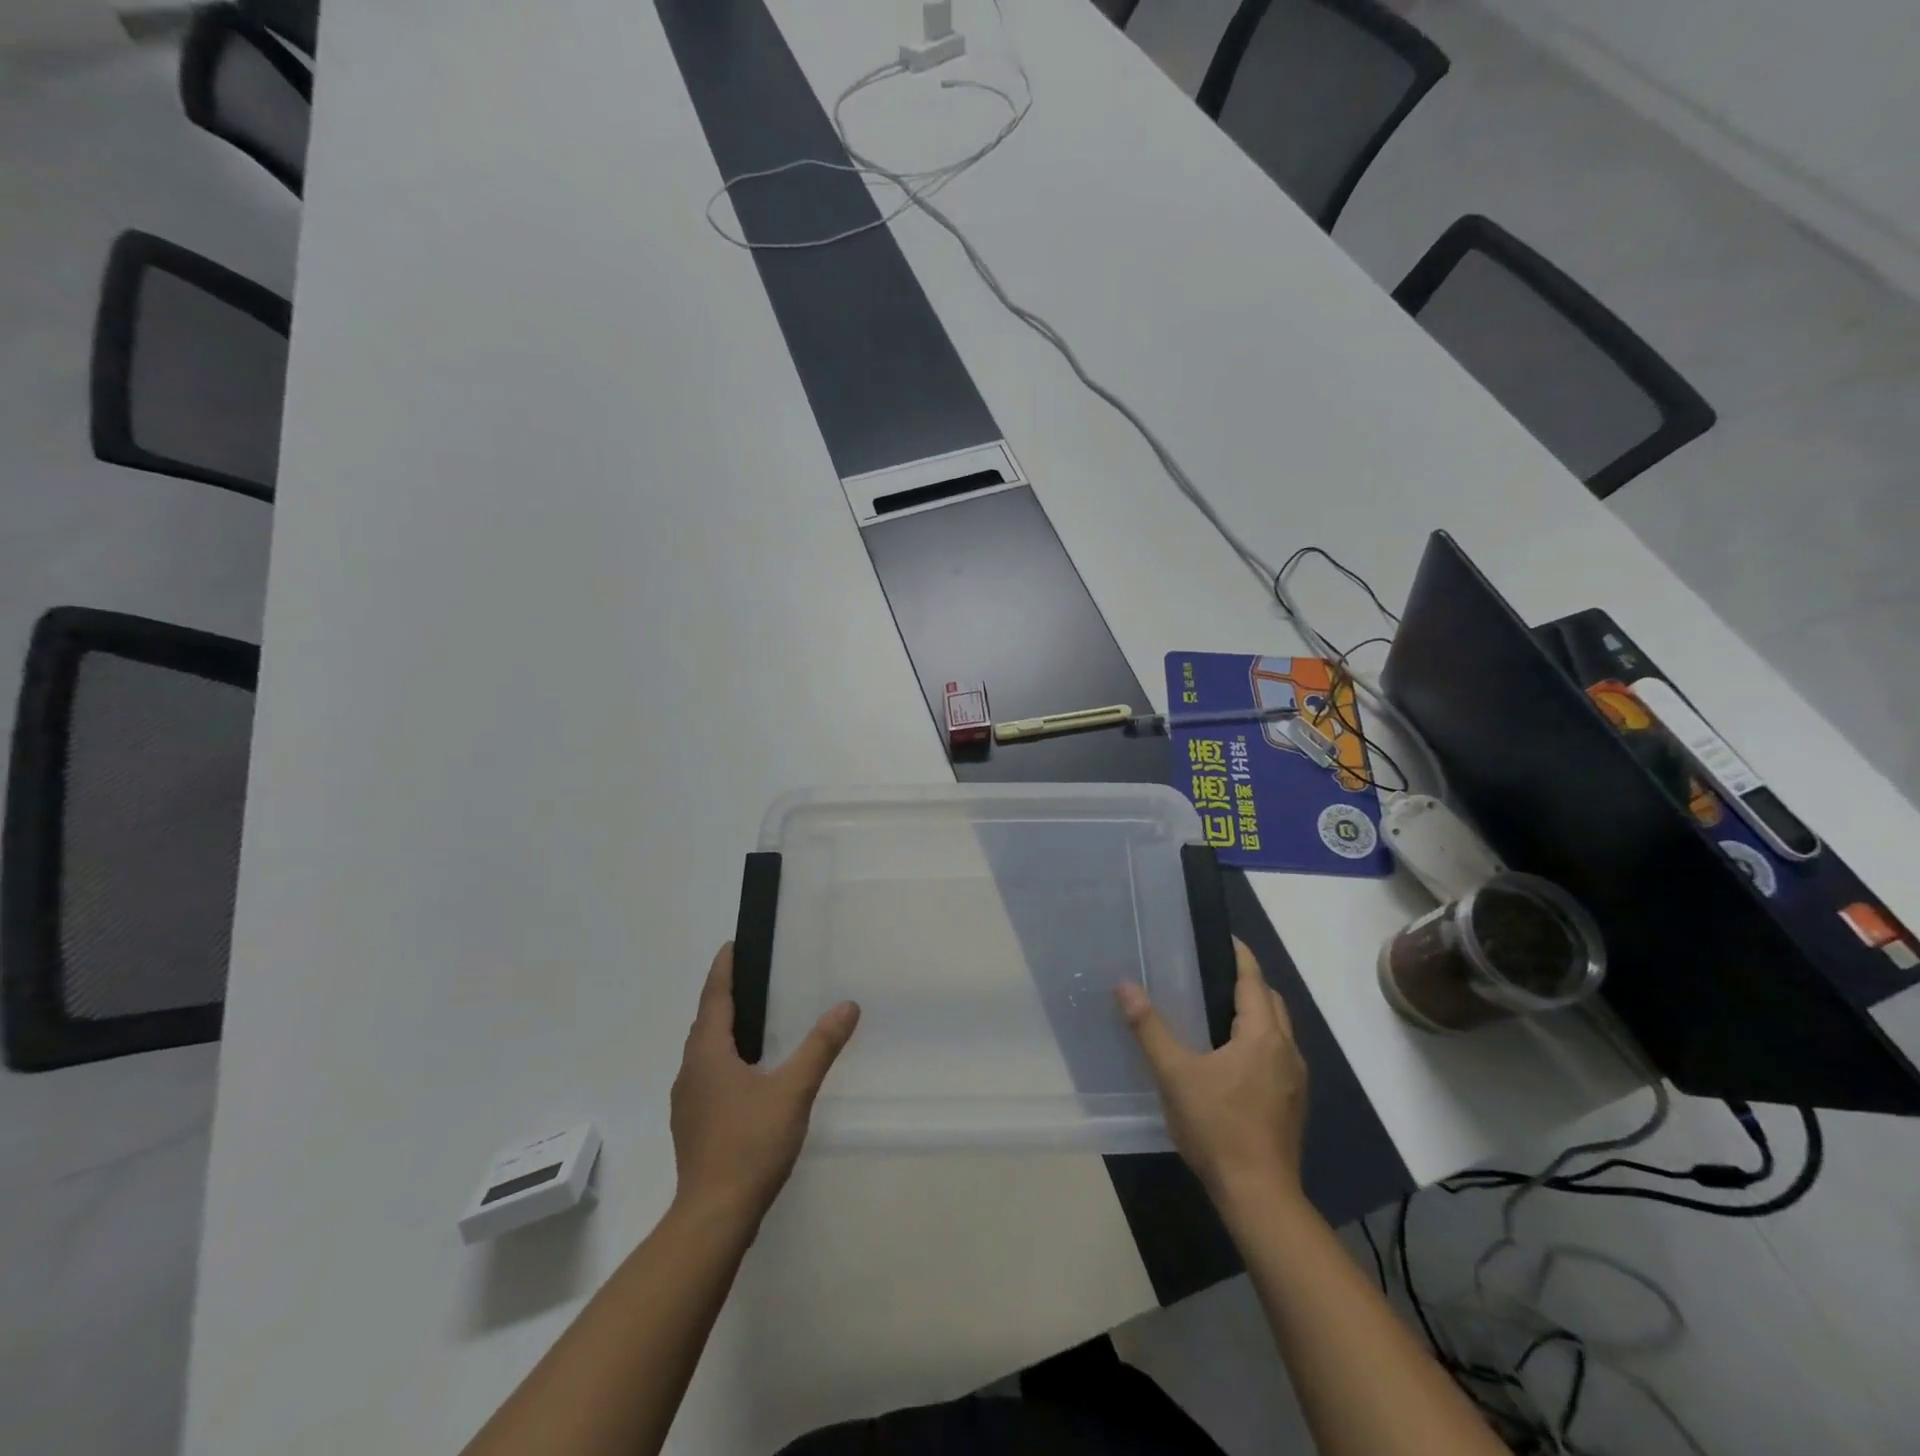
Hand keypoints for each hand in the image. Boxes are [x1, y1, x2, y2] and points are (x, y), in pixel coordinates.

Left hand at [670, 942, 859, 1227]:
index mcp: (708, 1054)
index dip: (723, 970)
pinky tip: (747, 1076)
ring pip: (703, 1053)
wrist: (714, 1217)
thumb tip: (847, 1006)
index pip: (714, 998)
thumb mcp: (794, 1090)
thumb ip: (821, 1046)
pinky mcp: (692, 1126)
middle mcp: (690, 1072)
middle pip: (705, 1024)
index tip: (731, 946)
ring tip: (752, 1023)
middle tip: (750, 980)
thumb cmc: (751, 1144)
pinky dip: (723, 1061)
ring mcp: (687, 1103)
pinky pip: (706, 1077)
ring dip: (722, 1032)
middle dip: (724, 999)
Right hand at [1118, 938, 1307, 1209]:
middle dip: (1247, 982)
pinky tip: (1230, 1056)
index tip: (1222, 937)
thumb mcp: (1175, 1075)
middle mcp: (1287, 1050)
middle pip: (1271, 1002)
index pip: (1253, 980)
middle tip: (1210, 972)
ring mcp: (1294, 1079)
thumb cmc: (1217, 1128)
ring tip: (1216, 1009)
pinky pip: (1277, 1053)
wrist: (1259, 1196)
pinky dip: (1258, 1039)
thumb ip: (1150, 1028)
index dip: (1239, 955)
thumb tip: (1125, 986)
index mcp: (1263, 1036)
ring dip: (1255, 1012)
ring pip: (1277, 1030)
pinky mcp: (1292, 1102)